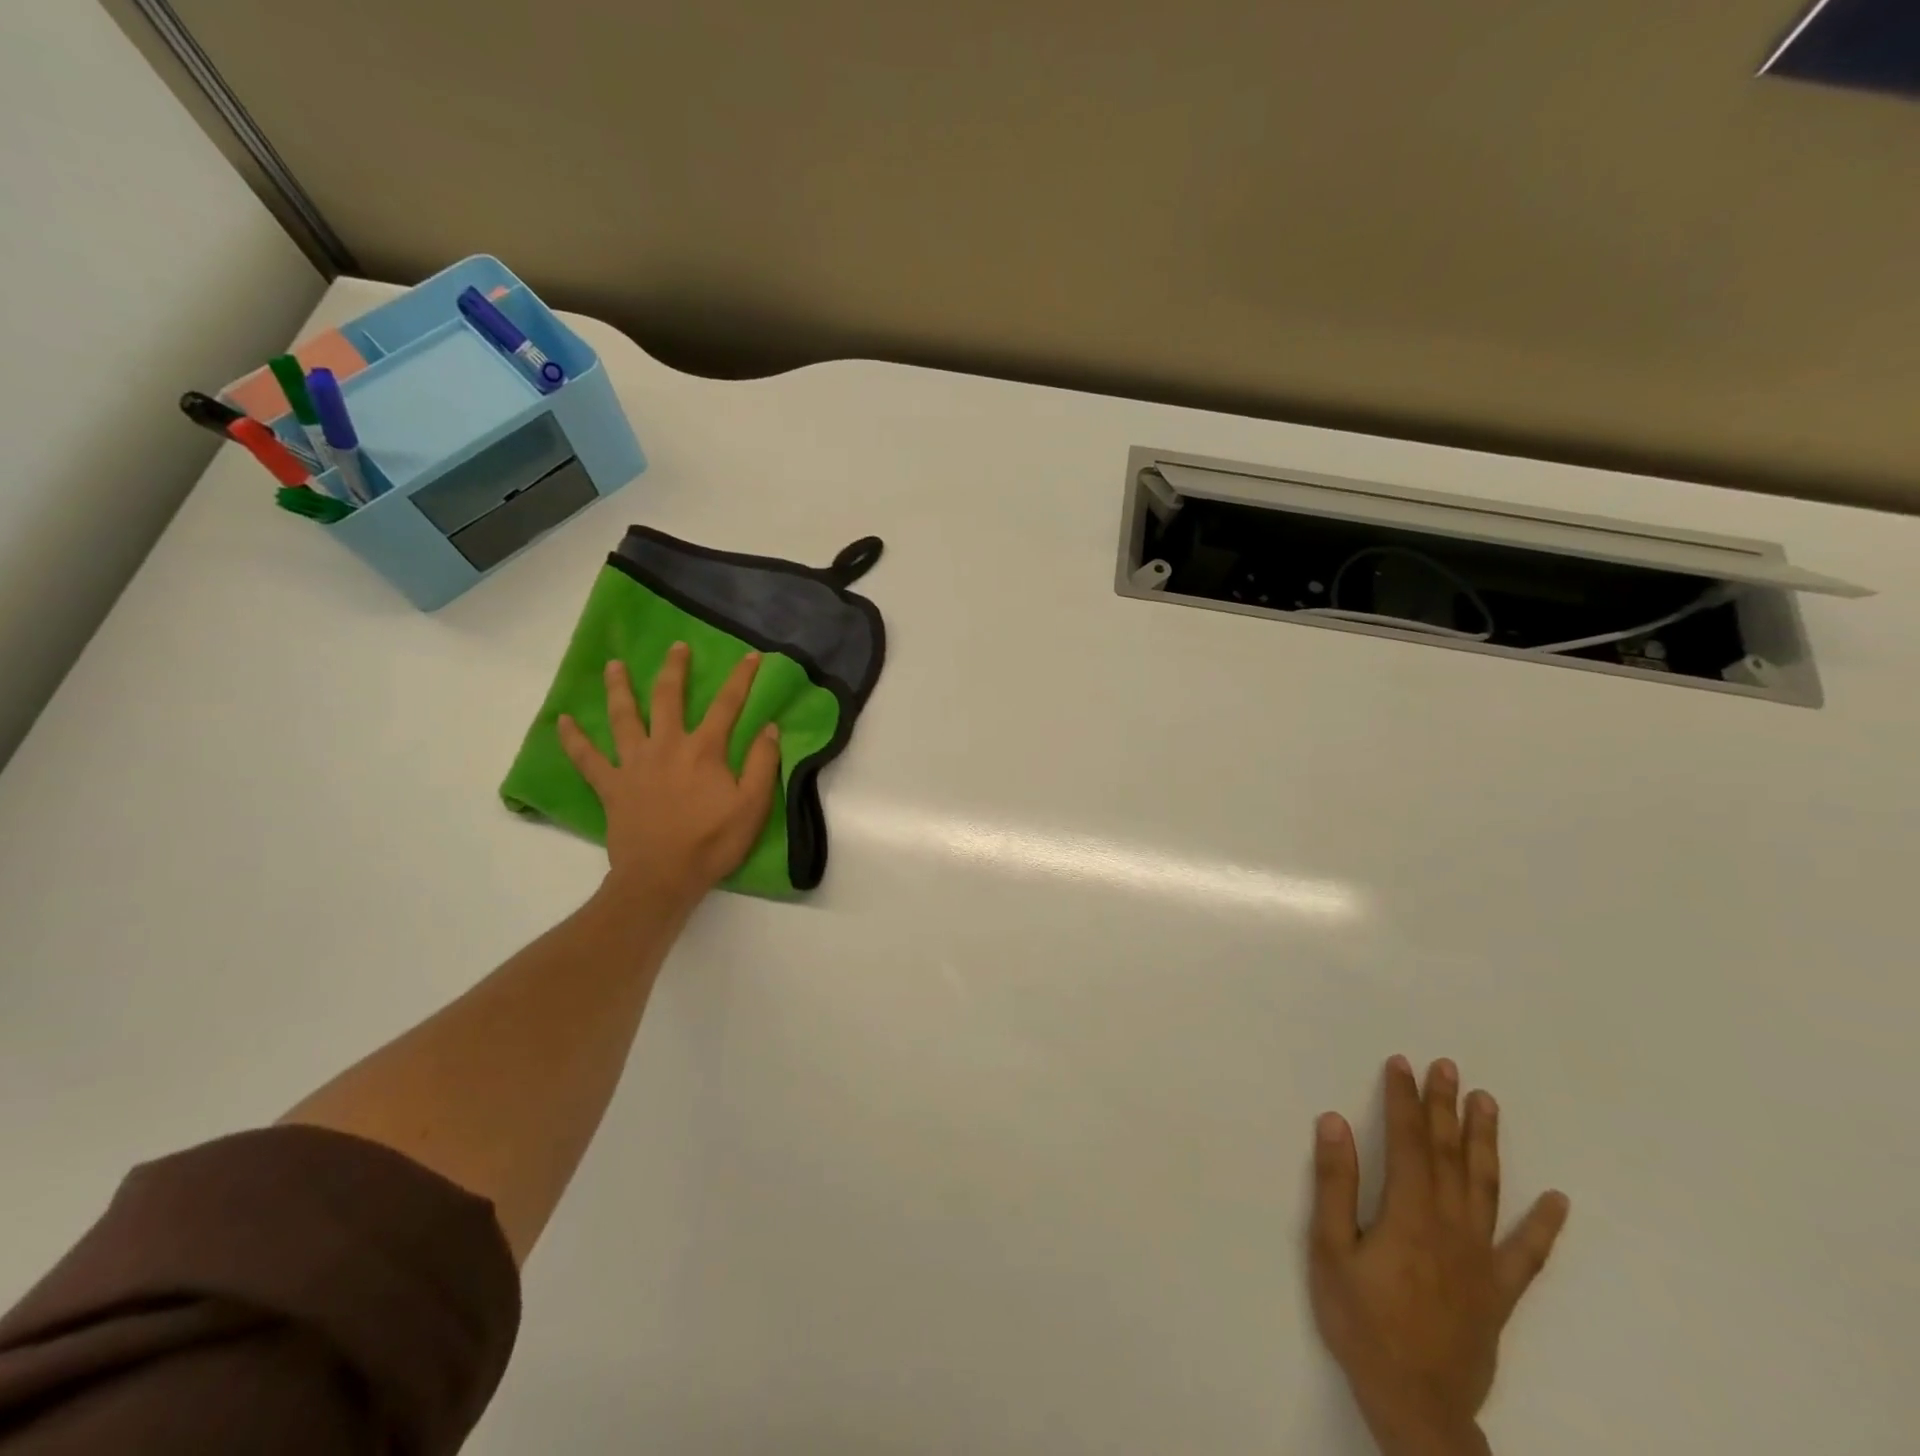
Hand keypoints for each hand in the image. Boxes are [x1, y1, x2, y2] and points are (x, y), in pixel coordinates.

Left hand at [557, 643, 780, 910]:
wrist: (662, 878)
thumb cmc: (713, 842)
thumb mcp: (753, 805)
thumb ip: (761, 763)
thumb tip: (769, 727)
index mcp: (704, 750)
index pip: (727, 705)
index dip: (741, 679)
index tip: (750, 655)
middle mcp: (666, 746)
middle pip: (668, 697)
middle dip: (674, 669)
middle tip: (676, 647)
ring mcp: (633, 764)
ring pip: (623, 717)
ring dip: (619, 689)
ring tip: (613, 666)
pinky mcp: (611, 785)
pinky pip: (587, 758)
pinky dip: (573, 740)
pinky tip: (563, 721)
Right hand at [1309, 1057, 1569, 1455]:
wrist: (1415, 1405)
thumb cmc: (1362, 1322)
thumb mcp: (1330, 1250)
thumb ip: (1334, 1184)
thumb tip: (1334, 1122)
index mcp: (1409, 1213)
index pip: (1407, 1141)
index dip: (1403, 1100)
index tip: (1402, 1064)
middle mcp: (1451, 1226)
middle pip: (1449, 1154)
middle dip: (1445, 1107)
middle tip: (1447, 1066)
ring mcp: (1482, 1259)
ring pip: (1486, 1187)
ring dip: (1486, 1142)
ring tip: (1486, 1103)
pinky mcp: (1499, 1292)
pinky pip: (1527, 1253)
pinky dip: (1544, 1225)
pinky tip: (1557, 1200)